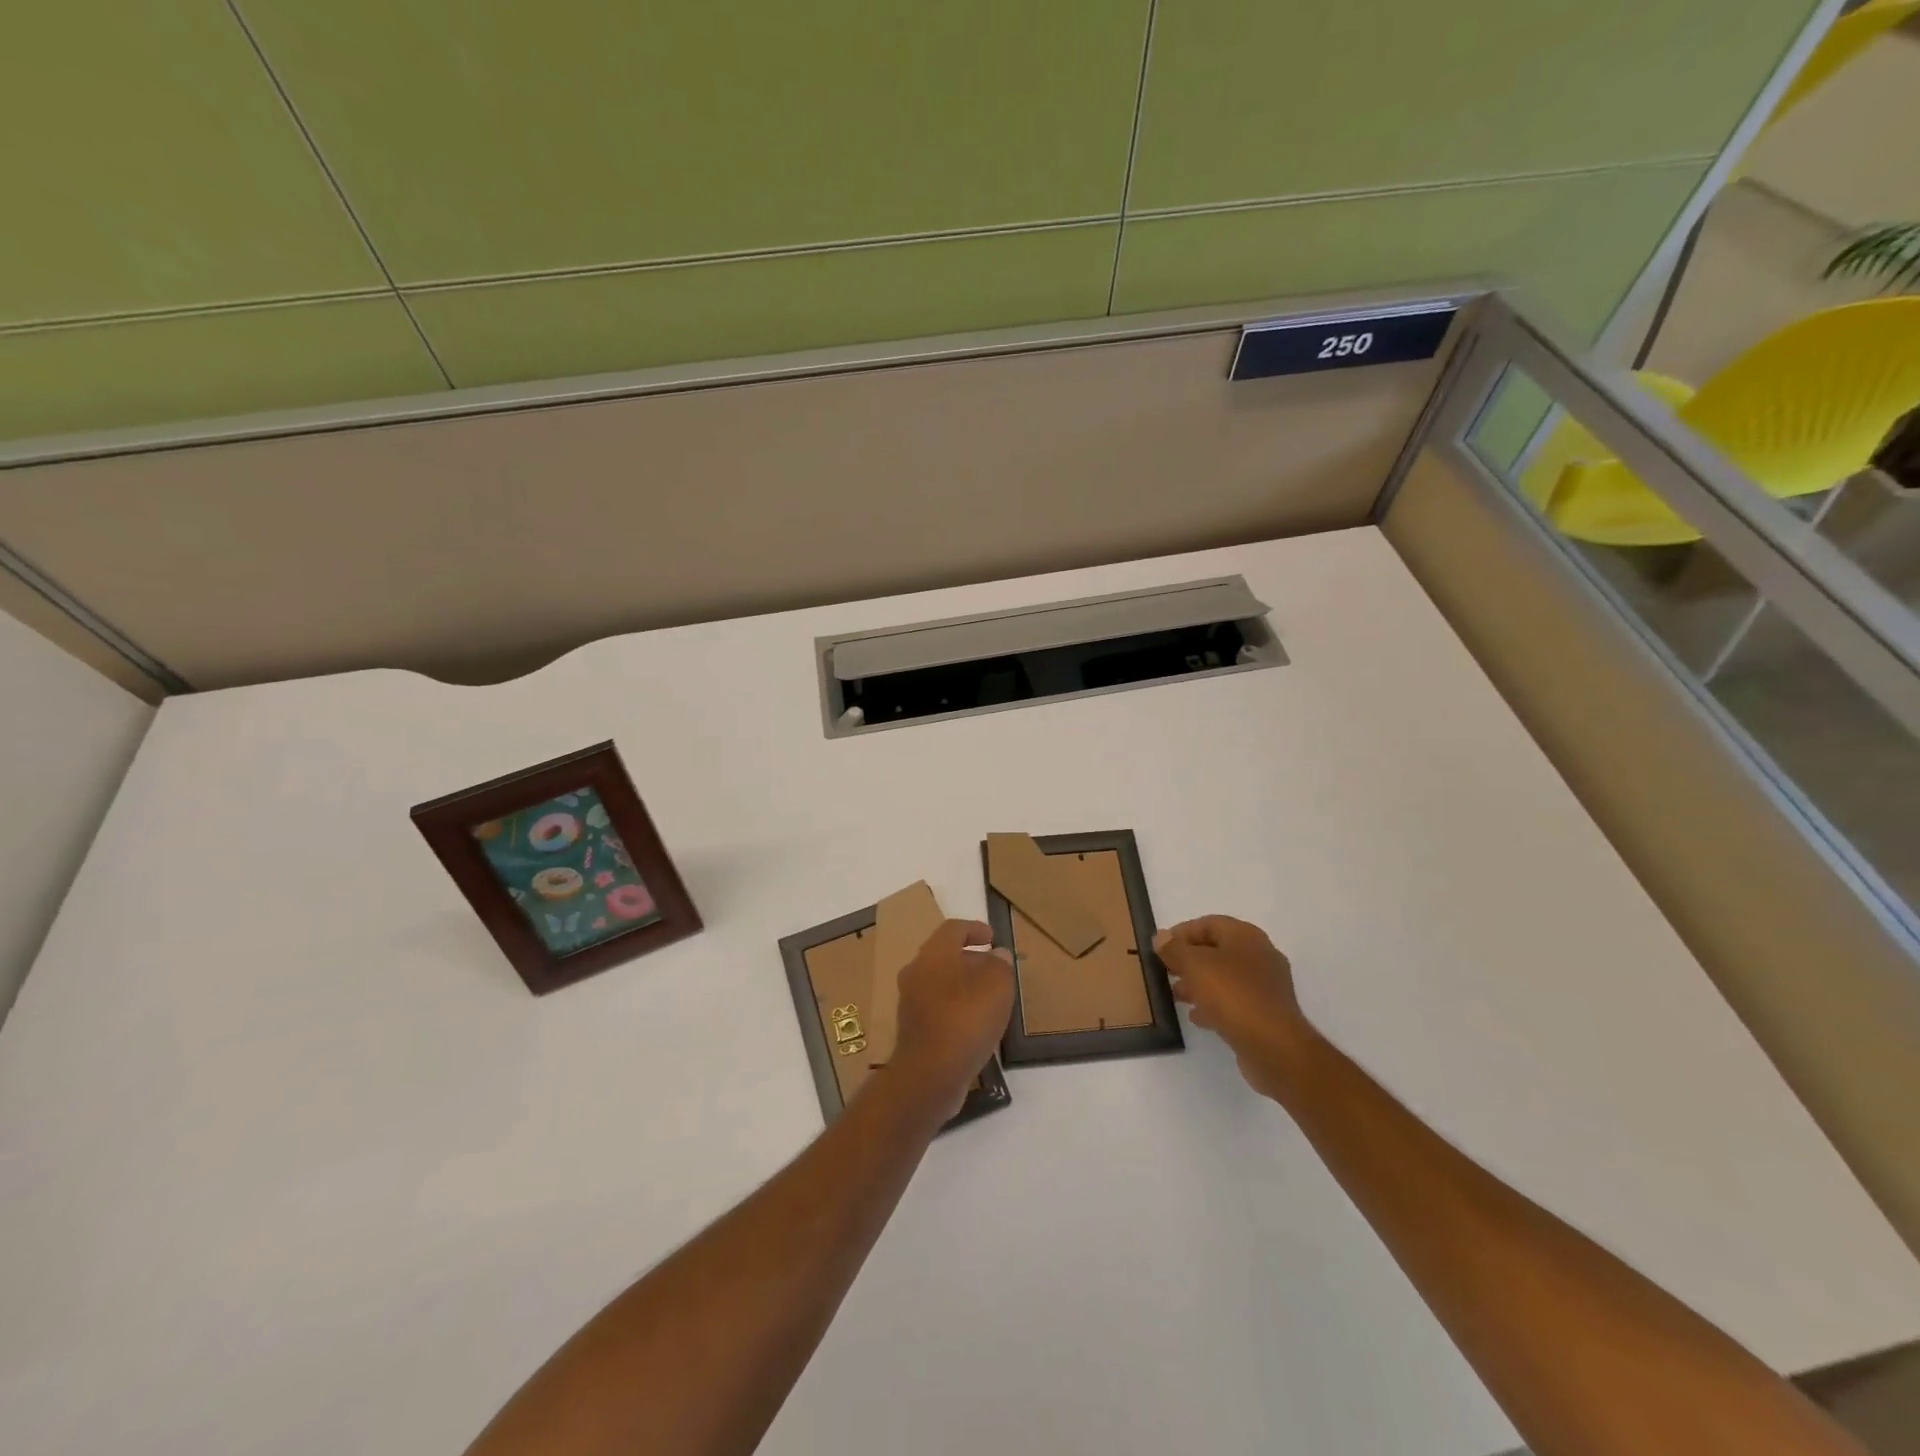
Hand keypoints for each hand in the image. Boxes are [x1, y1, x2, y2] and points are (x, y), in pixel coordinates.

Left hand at [890, 920, 1015, 1116]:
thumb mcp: (998, 985)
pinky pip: (936, 1007)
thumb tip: (997, 955)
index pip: (953, 929)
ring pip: (939, 982)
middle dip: (970, 958)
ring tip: (988, 997)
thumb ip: (1000, 964)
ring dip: (962, 984)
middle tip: (994, 968)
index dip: (975, 929)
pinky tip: (973, 1023)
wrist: (930, 1074)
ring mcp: (910, 1001)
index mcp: (934, 953)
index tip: (993, 938)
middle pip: (944, 955)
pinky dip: (955, 1007)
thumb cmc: (966, 1019)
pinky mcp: (912, 1029)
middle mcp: (916, 971)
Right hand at [1155, 916, 1313, 1100]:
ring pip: (1225, 978)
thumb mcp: (1195, 966)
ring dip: (1199, 983)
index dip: (1182, 932)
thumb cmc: (1233, 995)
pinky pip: (1234, 1002)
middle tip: (1165, 971)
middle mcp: (1260, 956)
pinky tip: (1196, 1016)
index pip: (1209, 924)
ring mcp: (1266, 987)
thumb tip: (1161, 936)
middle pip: (1217, 950)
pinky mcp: (1266, 1014)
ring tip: (1176, 995)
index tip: (1160, 947)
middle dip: (1189, 960)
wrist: (1274, 1047)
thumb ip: (1174, 949)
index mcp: (1246, 937)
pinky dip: (1214, 1004)